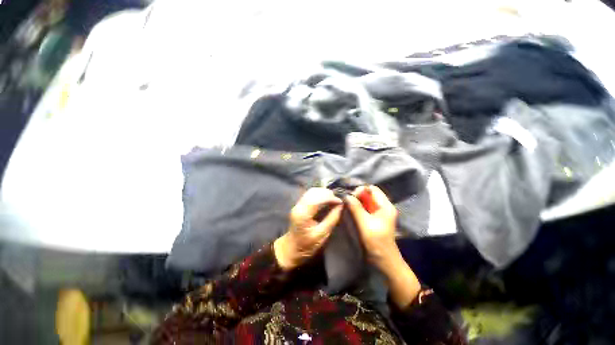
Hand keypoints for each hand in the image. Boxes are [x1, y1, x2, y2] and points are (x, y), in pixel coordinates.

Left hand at [274, 188, 342, 270]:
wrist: (291, 248)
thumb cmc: (307, 245)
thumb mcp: (322, 235)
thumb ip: (332, 219)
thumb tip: (340, 206)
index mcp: (303, 214)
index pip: (317, 198)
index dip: (330, 197)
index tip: (340, 202)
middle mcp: (299, 206)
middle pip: (314, 191)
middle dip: (327, 193)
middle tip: (337, 201)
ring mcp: (297, 204)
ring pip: (312, 191)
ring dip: (324, 193)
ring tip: (333, 200)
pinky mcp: (299, 204)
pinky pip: (310, 194)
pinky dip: (319, 194)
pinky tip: (326, 200)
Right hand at [346, 185, 420, 307]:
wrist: (384, 261)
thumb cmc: (377, 243)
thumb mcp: (365, 224)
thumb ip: (356, 208)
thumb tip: (346, 195)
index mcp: (385, 206)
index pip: (372, 189)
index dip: (361, 190)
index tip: (350, 197)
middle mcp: (383, 207)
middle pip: (368, 194)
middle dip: (357, 196)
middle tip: (346, 201)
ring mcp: (378, 213)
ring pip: (365, 201)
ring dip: (356, 202)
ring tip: (346, 205)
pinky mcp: (374, 219)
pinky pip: (364, 208)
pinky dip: (357, 208)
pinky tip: (350, 211)